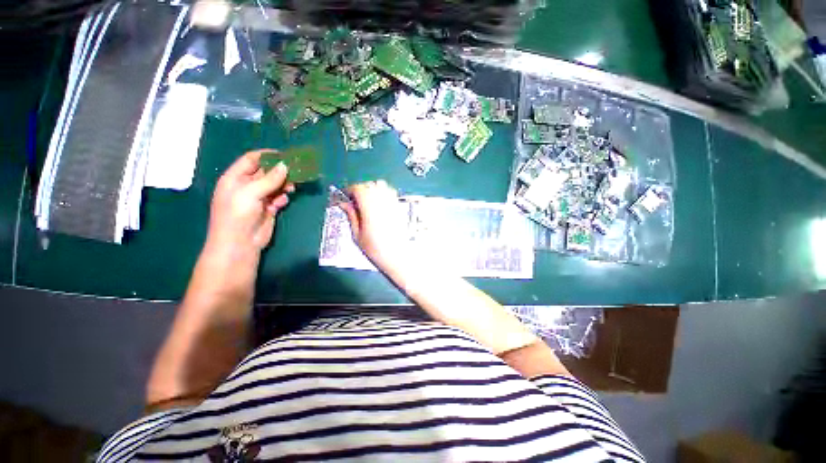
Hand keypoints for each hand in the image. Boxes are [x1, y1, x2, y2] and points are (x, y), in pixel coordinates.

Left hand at [207, 149, 294, 253]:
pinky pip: (278, 198)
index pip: (251, 160)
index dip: (267, 155)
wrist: (240, 244)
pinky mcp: (268, 209)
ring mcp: (257, 198)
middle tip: (296, 171)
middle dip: (279, 171)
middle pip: (265, 172)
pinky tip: (282, 201)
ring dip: (283, 185)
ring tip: (292, 187)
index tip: (285, 155)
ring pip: (274, 185)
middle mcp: (246, 186)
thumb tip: (285, 166)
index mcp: (235, 178)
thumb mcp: (250, 193)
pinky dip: (282, 198)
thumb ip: (269, 179)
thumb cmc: (238, 215)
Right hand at [339, 180, 410, 270]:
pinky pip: (390, 191)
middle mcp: (381, 200)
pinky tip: (378, 204)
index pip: (358, 188)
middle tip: (354, 202)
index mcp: (369, 206)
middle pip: (369, 185)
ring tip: (366, 202)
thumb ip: (351, 215)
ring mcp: (392, 202)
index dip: (349, 190)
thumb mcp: (357, 233)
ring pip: (380, 185)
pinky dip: (382, 192)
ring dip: (371, 189)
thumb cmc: (374, 248)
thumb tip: (343, 203)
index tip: (344, 197)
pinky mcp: (399, 206)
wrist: (396, 255)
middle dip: (359, 190)